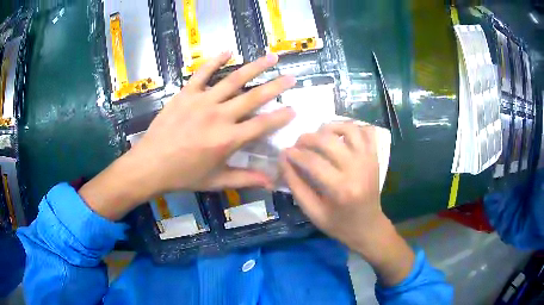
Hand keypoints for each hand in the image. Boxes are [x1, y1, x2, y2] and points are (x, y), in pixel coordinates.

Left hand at [79, 52, 295, 219]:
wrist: (150, 164)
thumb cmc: (183, 175)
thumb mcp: (216, 181)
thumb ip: (245, 178)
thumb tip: (272, 183)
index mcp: (228, 140)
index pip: (262, 124)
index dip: (280, 117)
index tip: (294, 108)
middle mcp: (219, 116)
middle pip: (254, 97)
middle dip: (275, 86)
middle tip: (291, 77)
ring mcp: (202, 101)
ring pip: (233, 80)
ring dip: (254, 68)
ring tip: (271, 57)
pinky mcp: (186, 94)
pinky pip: (202, 73)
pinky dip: (215, 61)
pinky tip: (228, 51)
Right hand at [280, 122, 414, 285]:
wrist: (368, 227)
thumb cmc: (338, 224)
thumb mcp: (312, 212)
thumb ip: (296, 186)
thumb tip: (283, 160)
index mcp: (341, 189)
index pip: (312, 162)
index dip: (295, 154)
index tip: (285, 152)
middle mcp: (357, 169)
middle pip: (328, 141)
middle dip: (308, 138)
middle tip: (299, 144)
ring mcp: (369, 160)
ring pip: (349, 129)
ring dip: (331, 127)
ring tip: (319, 135)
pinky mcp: (375, 157)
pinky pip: (367, 131)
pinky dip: (354, 127)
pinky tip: (342, 136)